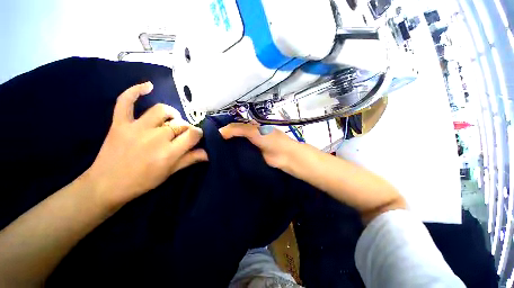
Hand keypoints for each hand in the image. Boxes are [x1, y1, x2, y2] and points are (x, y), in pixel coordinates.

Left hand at [85, 82, 207, 209]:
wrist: (106, 185)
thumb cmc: (142, 181)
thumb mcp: (170, 173)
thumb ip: (190, 160)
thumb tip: (208, 153)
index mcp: (169, 152)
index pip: (193, 134)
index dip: (198, 133)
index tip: (196, 137)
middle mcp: (156, 137)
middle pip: (180, 123)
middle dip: (186, 128)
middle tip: (182, 135)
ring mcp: (136, 128)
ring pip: (161, 110)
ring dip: (171, 114)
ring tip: (171, 120)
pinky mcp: (120, 123)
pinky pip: (126, 101)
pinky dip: (135, 91)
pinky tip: (148, 86)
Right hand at [219, 123, 300, 169]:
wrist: (284, 156)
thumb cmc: (270, 139)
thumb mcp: (253, 130)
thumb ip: (237, 129)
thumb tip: (219, 132)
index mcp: (251, 127)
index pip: (234, 126)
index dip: (224, 128)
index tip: (211, 134)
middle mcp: (250, 136)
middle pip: (234, 136)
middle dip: (224, 140)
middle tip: (209, 145)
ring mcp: (250, 147)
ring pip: (236, 146)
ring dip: (227, 149)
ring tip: (213, 153)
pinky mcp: (251, 157)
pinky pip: (240, 155)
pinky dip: (233, 157)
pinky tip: (223, 160)